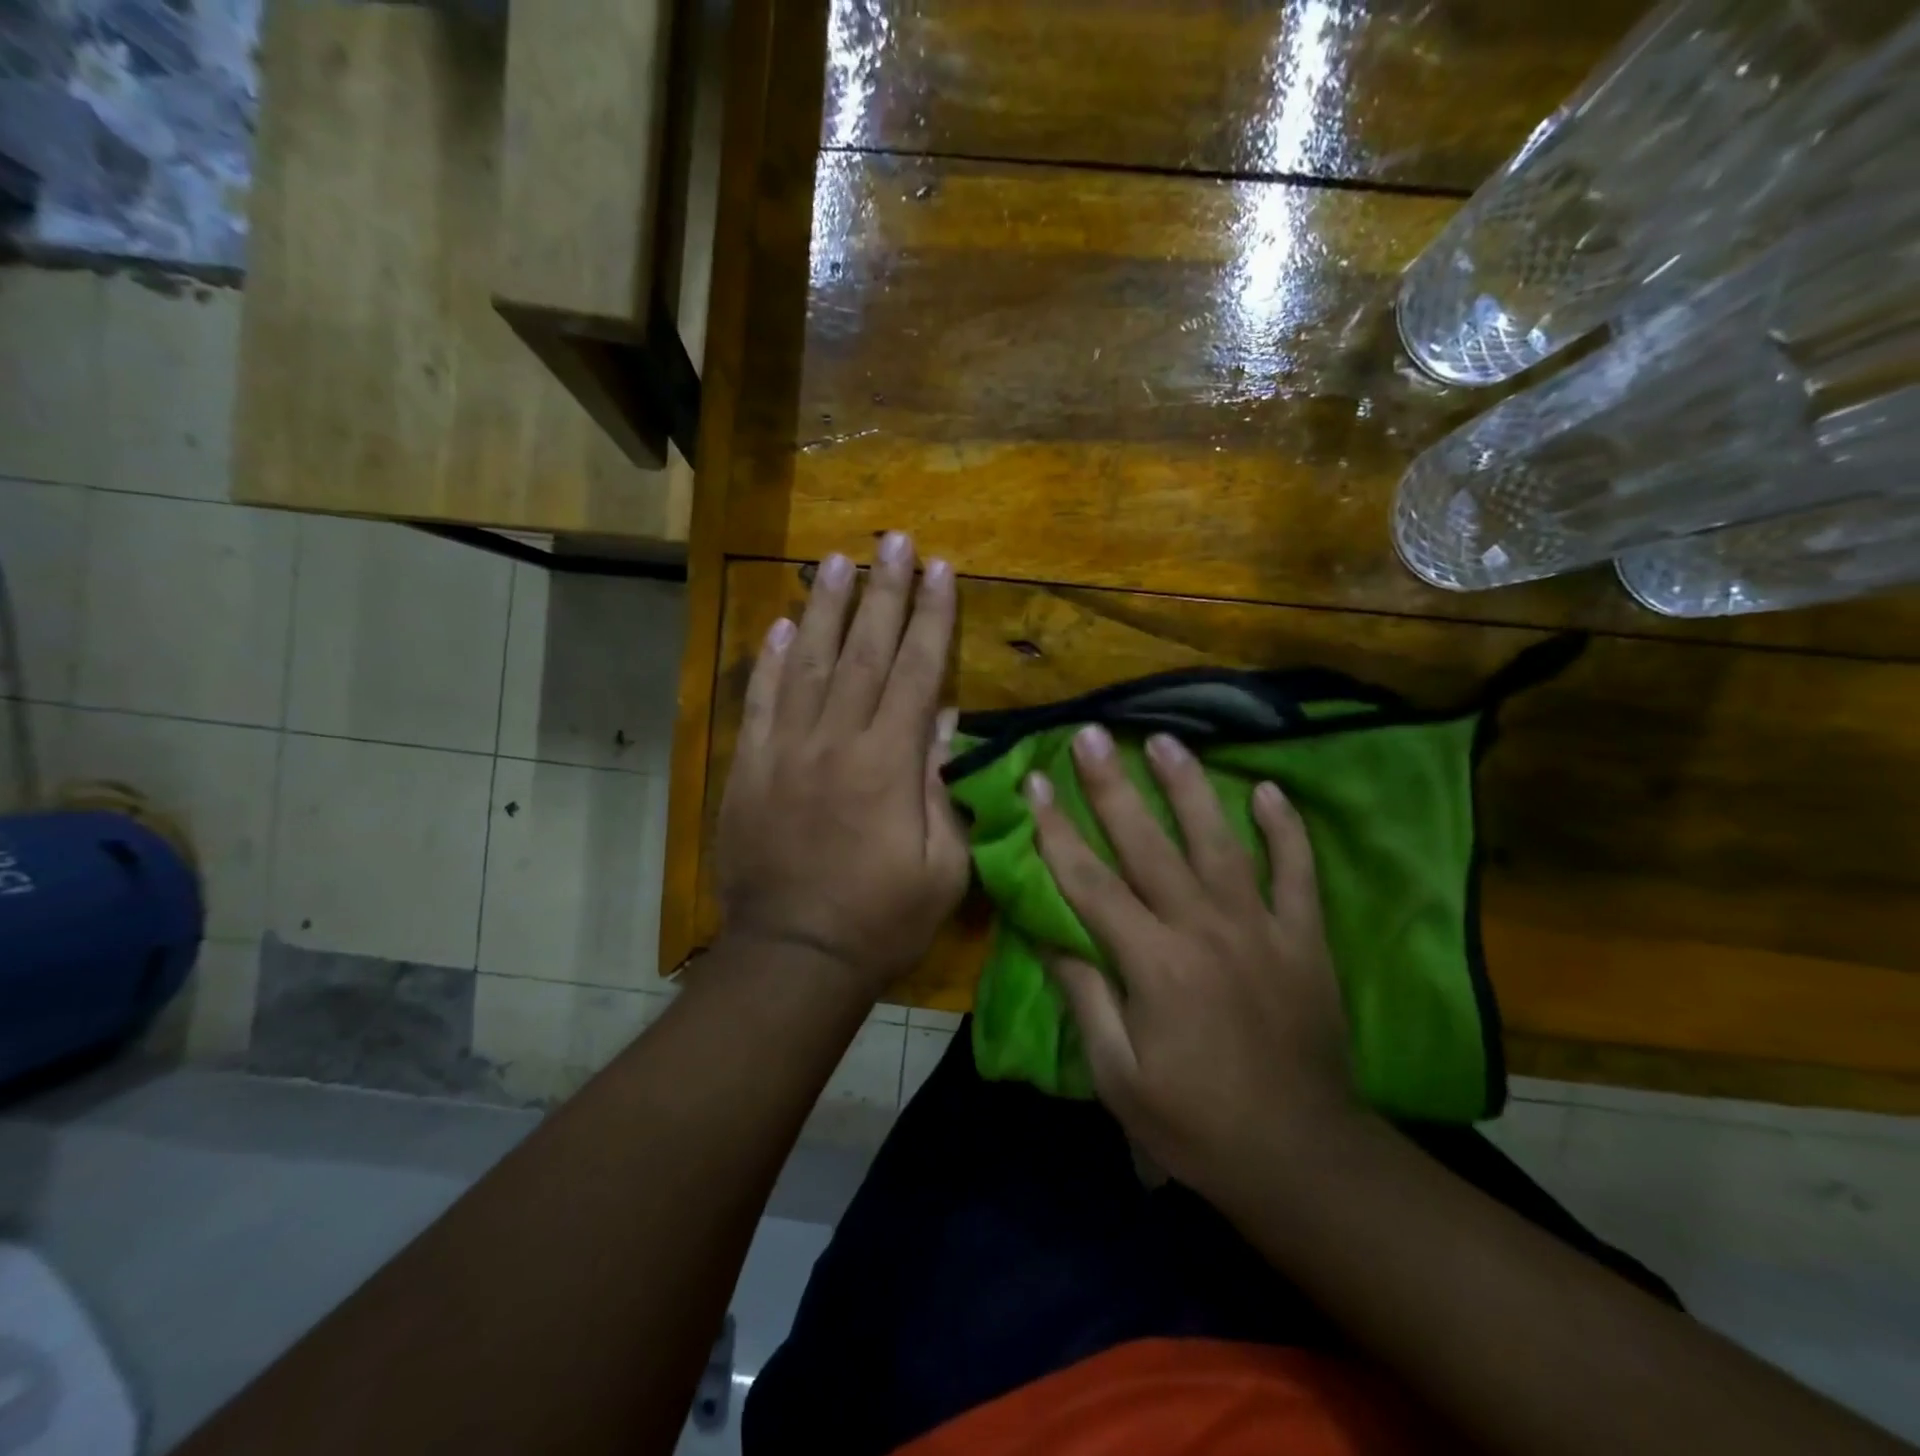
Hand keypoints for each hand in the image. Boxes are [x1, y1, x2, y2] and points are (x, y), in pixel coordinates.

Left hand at [716, 532, 969, 997]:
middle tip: (894, 541)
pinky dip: (771, 662)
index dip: (931, 618)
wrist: (794, 957)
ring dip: (827, 609)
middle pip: (865, 652)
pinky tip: (783, 625)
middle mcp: (836, 742)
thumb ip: (942, 791)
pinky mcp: (749, 769)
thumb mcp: (942, 868)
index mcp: (889, 765)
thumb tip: (944, 726)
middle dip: (884, 592)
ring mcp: (786, 751)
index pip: (917, 673)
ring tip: (838, 560)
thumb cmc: (881, 920)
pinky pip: (761, 703)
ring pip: (811, 664)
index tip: (941, 570)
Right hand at [1027, 725, 1356, 1196]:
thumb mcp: (1117, 1074)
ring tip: (1166, 741)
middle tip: (1090, 735)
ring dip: (1189, 787)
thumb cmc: (1195, 1123)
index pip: (1089, 880)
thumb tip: (1042, 930)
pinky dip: (1285, 829)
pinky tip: (1268, 790)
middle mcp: (1203, 929)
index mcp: (1152, 963)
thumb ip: (1082, 994)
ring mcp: (1260, 928)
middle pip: (1147, 844)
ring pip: (1219, 841)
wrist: (1302, 1158)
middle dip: (1112, 786)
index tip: (1034, 781)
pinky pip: (1296, 871)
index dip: (1056, 828)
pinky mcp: (1304, 939)